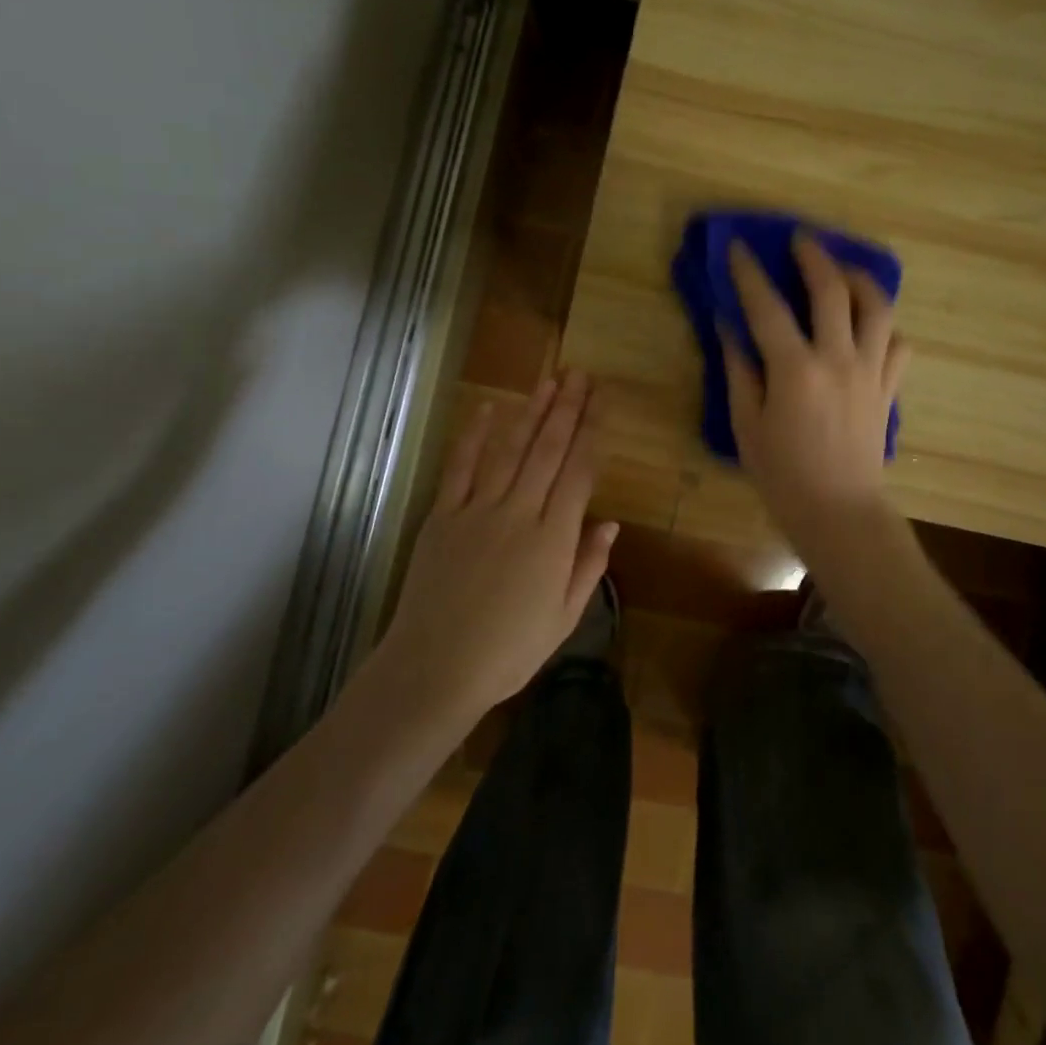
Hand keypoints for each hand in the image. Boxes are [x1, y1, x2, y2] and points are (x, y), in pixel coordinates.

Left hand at [378, 371, 617, 719]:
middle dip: (566, 410)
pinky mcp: (443, 516)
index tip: (602, 402)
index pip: (579, 472)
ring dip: (530, 413)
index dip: (592, 432)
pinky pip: (460, 467)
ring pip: (509, 450)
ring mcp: (477, 510)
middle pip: (547, 451)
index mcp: (553, 539)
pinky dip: (474, 436)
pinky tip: (487, 409)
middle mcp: (519, 513)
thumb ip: (588, 566)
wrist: (435, 668)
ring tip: (548, 382)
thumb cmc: (508, 652)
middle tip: (579, 375)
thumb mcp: (564, 618)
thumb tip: (610, 523)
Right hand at [722, 233, 910, 551]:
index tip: (739, 247)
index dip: (749, 273)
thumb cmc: (783, 476)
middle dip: (814, 256)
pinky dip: (885, 326)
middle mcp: (838, 359)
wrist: (839, 512)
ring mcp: (871, 371)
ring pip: (877, 307)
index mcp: (795, 370)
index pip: (767, 307)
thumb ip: (740, 371)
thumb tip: (729, 328)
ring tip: (844, 270)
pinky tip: (870, 325)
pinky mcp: (888, 388)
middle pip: (832, 290)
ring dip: (860, 279)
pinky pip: (898, 343)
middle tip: (801, 238)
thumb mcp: (747, 425)